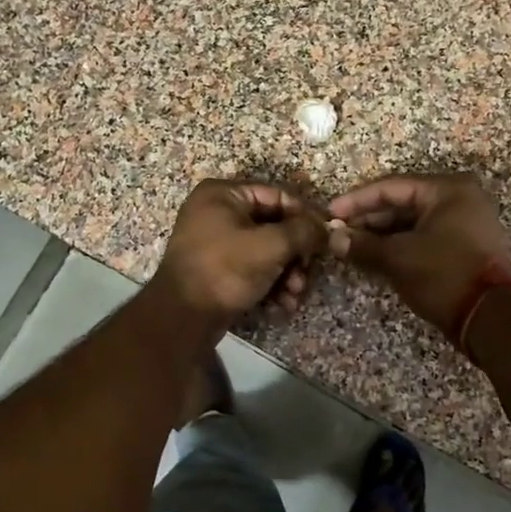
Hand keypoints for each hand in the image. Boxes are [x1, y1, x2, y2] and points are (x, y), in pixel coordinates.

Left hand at [150, 180, 329, 329]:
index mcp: (223, 194)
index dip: (305, 216)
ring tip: (295, 294)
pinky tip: (283, 304)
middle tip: (307, 274)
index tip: (326, 238)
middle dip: (296, 254)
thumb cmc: (226, 269)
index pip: (277, 196)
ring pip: (266, 251)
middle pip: (273, 226)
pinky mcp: (217, 270)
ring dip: (287, 273)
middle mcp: (216, 212)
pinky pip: (252, 268)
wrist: (183, 317)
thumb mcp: (271, 246)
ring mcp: (215, 242)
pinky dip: (270, 284)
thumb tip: (327, 227)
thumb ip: (303, 231)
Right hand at [328, 173, 510, 332]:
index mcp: (448, 190)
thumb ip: (362, 245)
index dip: (356, 200)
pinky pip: (425, 237)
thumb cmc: (444, 275)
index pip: (391, 186)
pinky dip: (400, 245)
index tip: (330, 213)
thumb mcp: (398, 258)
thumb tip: (332, 239)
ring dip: (382, 234)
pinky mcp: (465, 247)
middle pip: (403, 202)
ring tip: (351, 246)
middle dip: (368, 219)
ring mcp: (466, 224)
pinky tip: (375, 256)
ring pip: (413, 222)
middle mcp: (460, 199)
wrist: (491, 318)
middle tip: (338, 232)